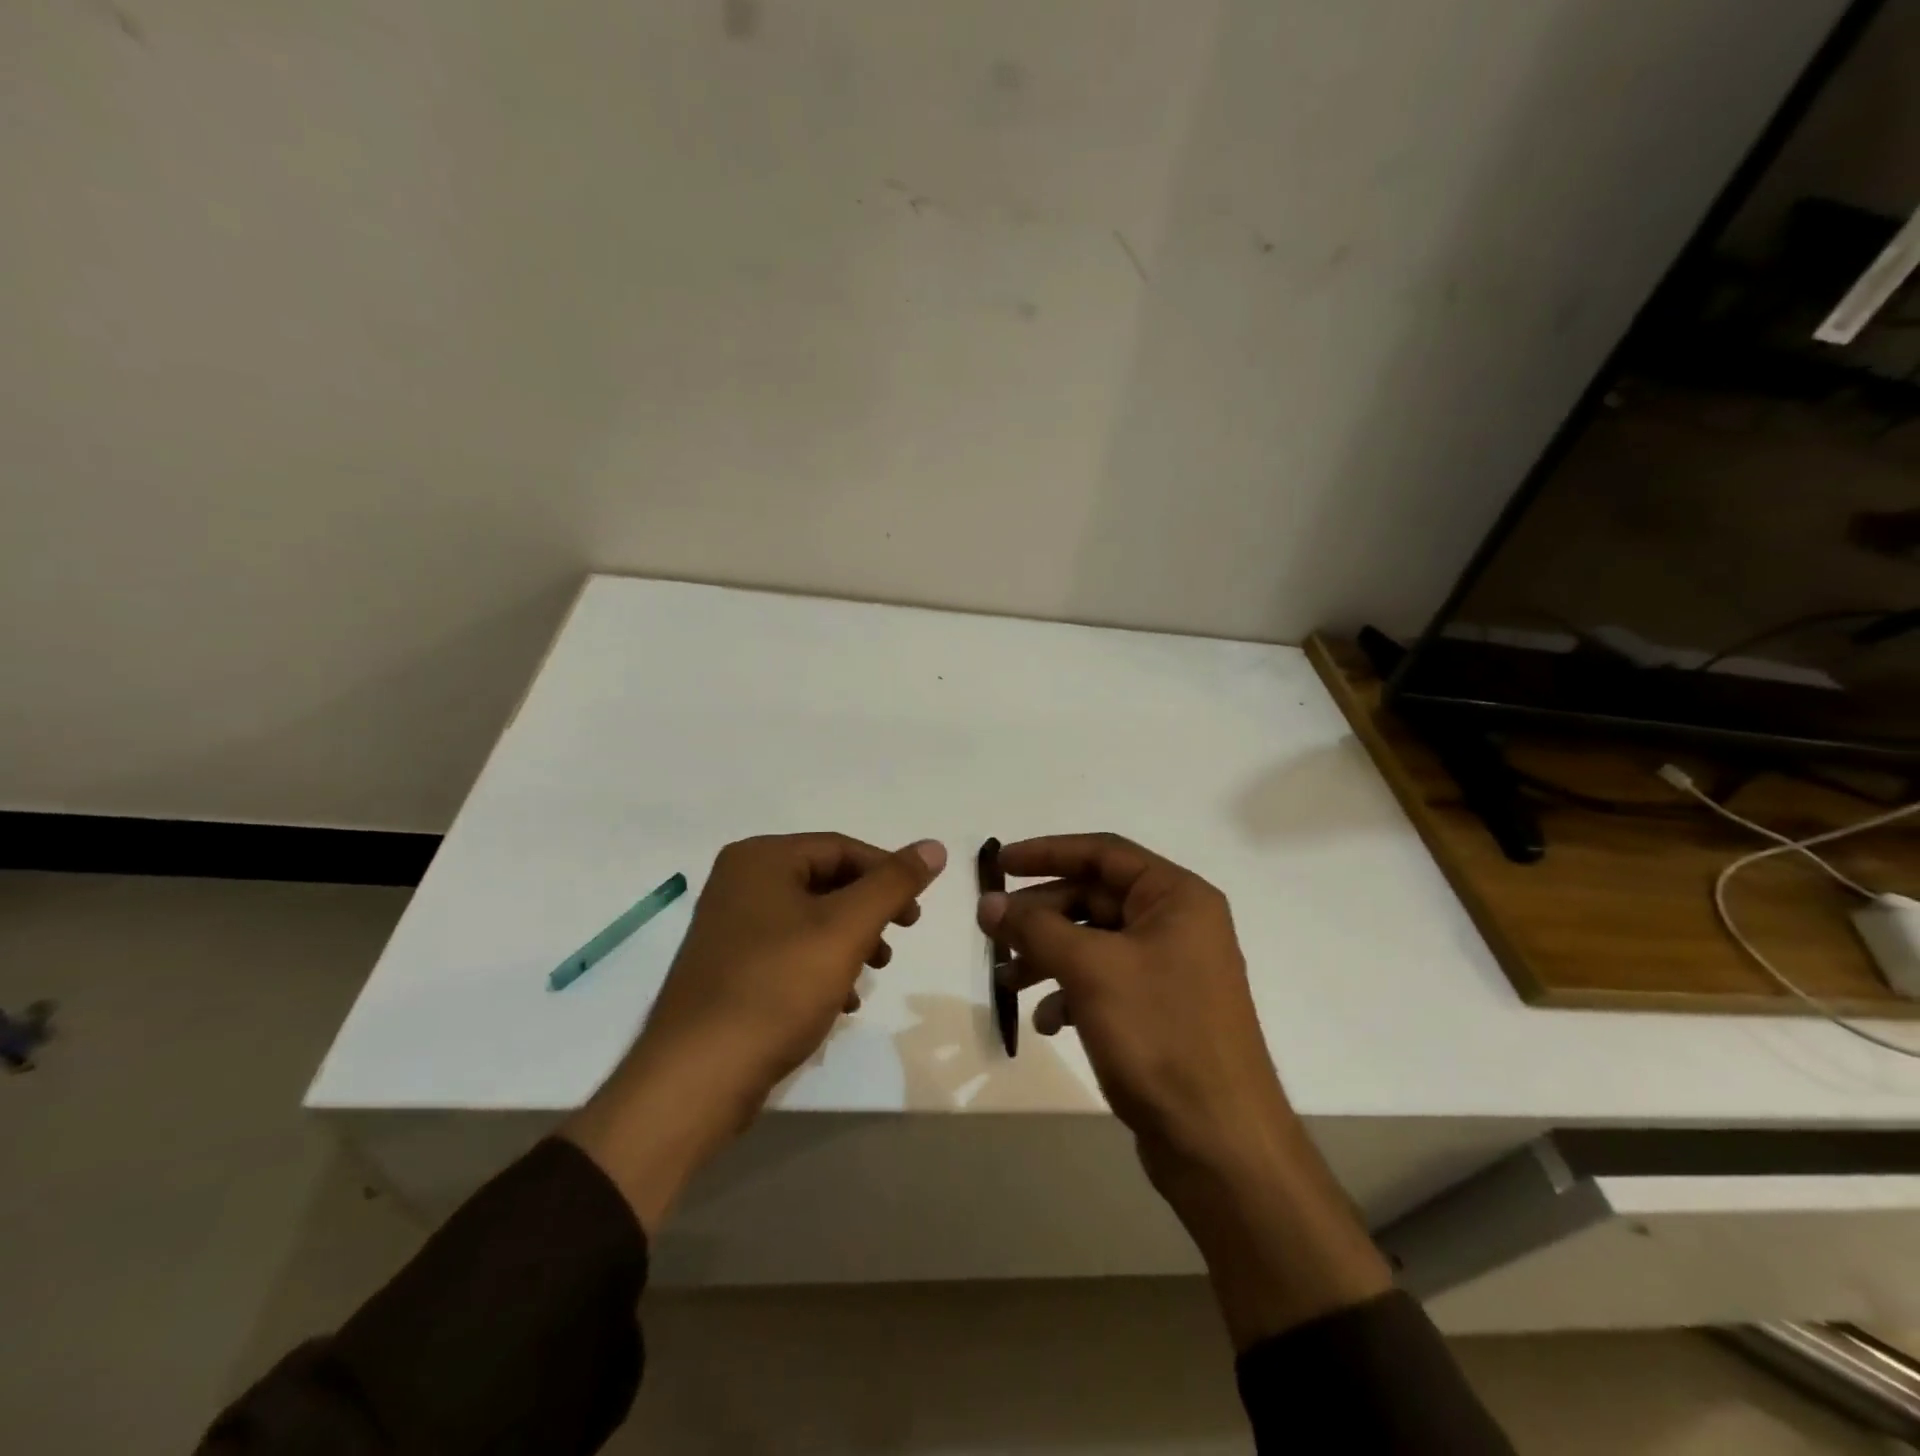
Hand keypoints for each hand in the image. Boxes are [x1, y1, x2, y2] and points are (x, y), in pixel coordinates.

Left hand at [566, 833, 945, 1229]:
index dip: (888, 874)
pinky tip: (841, 1000)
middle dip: (869, 911)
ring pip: (810, 919)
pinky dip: (821, 967)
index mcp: (761, 859)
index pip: (842, 848)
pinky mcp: (728, 968)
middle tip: (900, 937)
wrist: (697, 1077)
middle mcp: (740, 882)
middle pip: (825, 882)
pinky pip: (788, 951)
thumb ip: (894, 884)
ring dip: (850, 941)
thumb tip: (934, 846)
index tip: (917, 911)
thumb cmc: (777, 987)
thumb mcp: (847, 929)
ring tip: (874, 971)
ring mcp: (729, 927)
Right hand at [980, 833, 1285, 1180]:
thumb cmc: (1159, 1035)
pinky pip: (1105, 982)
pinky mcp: (1160, 1010)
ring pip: (1094, 942)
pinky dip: (1071, 992)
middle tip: (993, 932)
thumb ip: (1035, 928)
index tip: (1000, 863)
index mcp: (1176, 897)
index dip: (1048, 852)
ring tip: (1007, 981)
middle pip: (1095, 898)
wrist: (1219, 1143)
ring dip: (1048, 956)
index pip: (1103, 853)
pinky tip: (1046, 1022)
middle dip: (1041, 915)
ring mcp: (1170, 969)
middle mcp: (1177, 924)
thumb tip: (988, 902)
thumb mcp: (1090, 970)